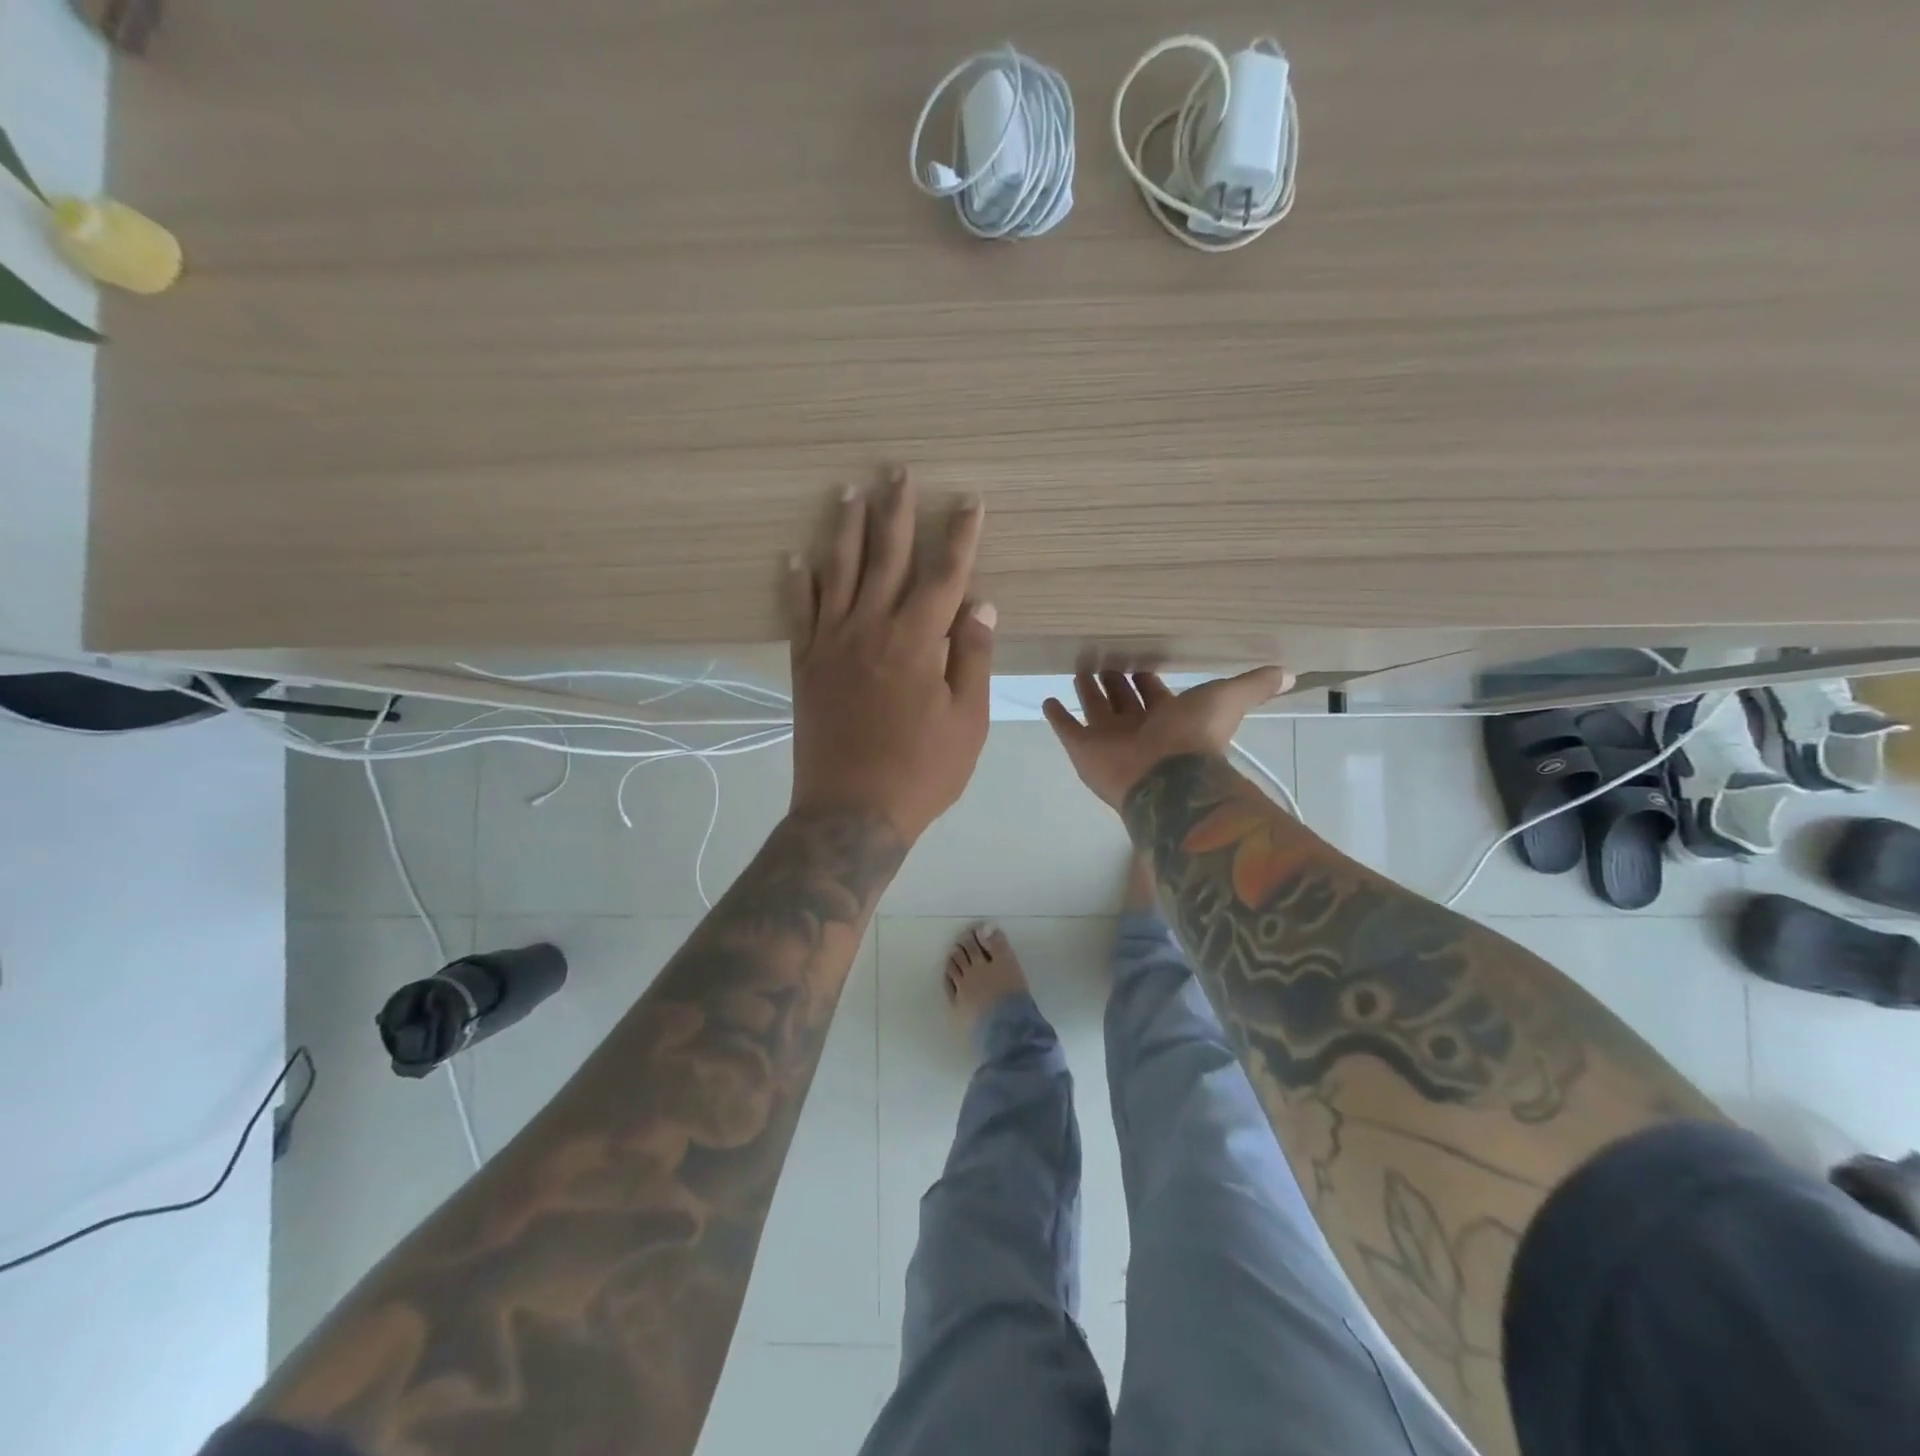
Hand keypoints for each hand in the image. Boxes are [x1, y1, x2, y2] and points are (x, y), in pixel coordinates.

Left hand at [787, 467, 995, 842]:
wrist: (851, 811)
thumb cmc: (921, 771)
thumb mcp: (968, 721)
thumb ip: (972, 658)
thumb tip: (982, 605)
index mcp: (918, 641)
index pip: (945, 574)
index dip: (960, 535)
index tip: (968, 500)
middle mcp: (872, 628)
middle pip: (887, 557)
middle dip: (895, 511)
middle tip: (896, 469)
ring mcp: (832, 644)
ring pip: (839, 572)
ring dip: (845, 528)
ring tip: (849, 491)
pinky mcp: (805, 665)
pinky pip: (799, 612)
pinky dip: (798, 582)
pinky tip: (795, 557)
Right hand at [1043, 668, 1291, 808]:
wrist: (1168, 778)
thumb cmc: (1196, 735)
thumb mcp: (1229, 699)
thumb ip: (1254, 685)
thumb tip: (1289, 672)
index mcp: (1168, 716)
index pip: (1153, 692)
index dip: (1147, 678)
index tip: (1137, 659)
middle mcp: (1137, 727)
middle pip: (1122, 699)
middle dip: (1114, 681)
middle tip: (1102, 660)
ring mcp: (1108, 739)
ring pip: (1095, 710)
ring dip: (1087, 691)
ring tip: (1077, 670)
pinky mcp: (1083, 749)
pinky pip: (1066, 728)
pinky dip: (1057, 715)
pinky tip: (1048, 700)